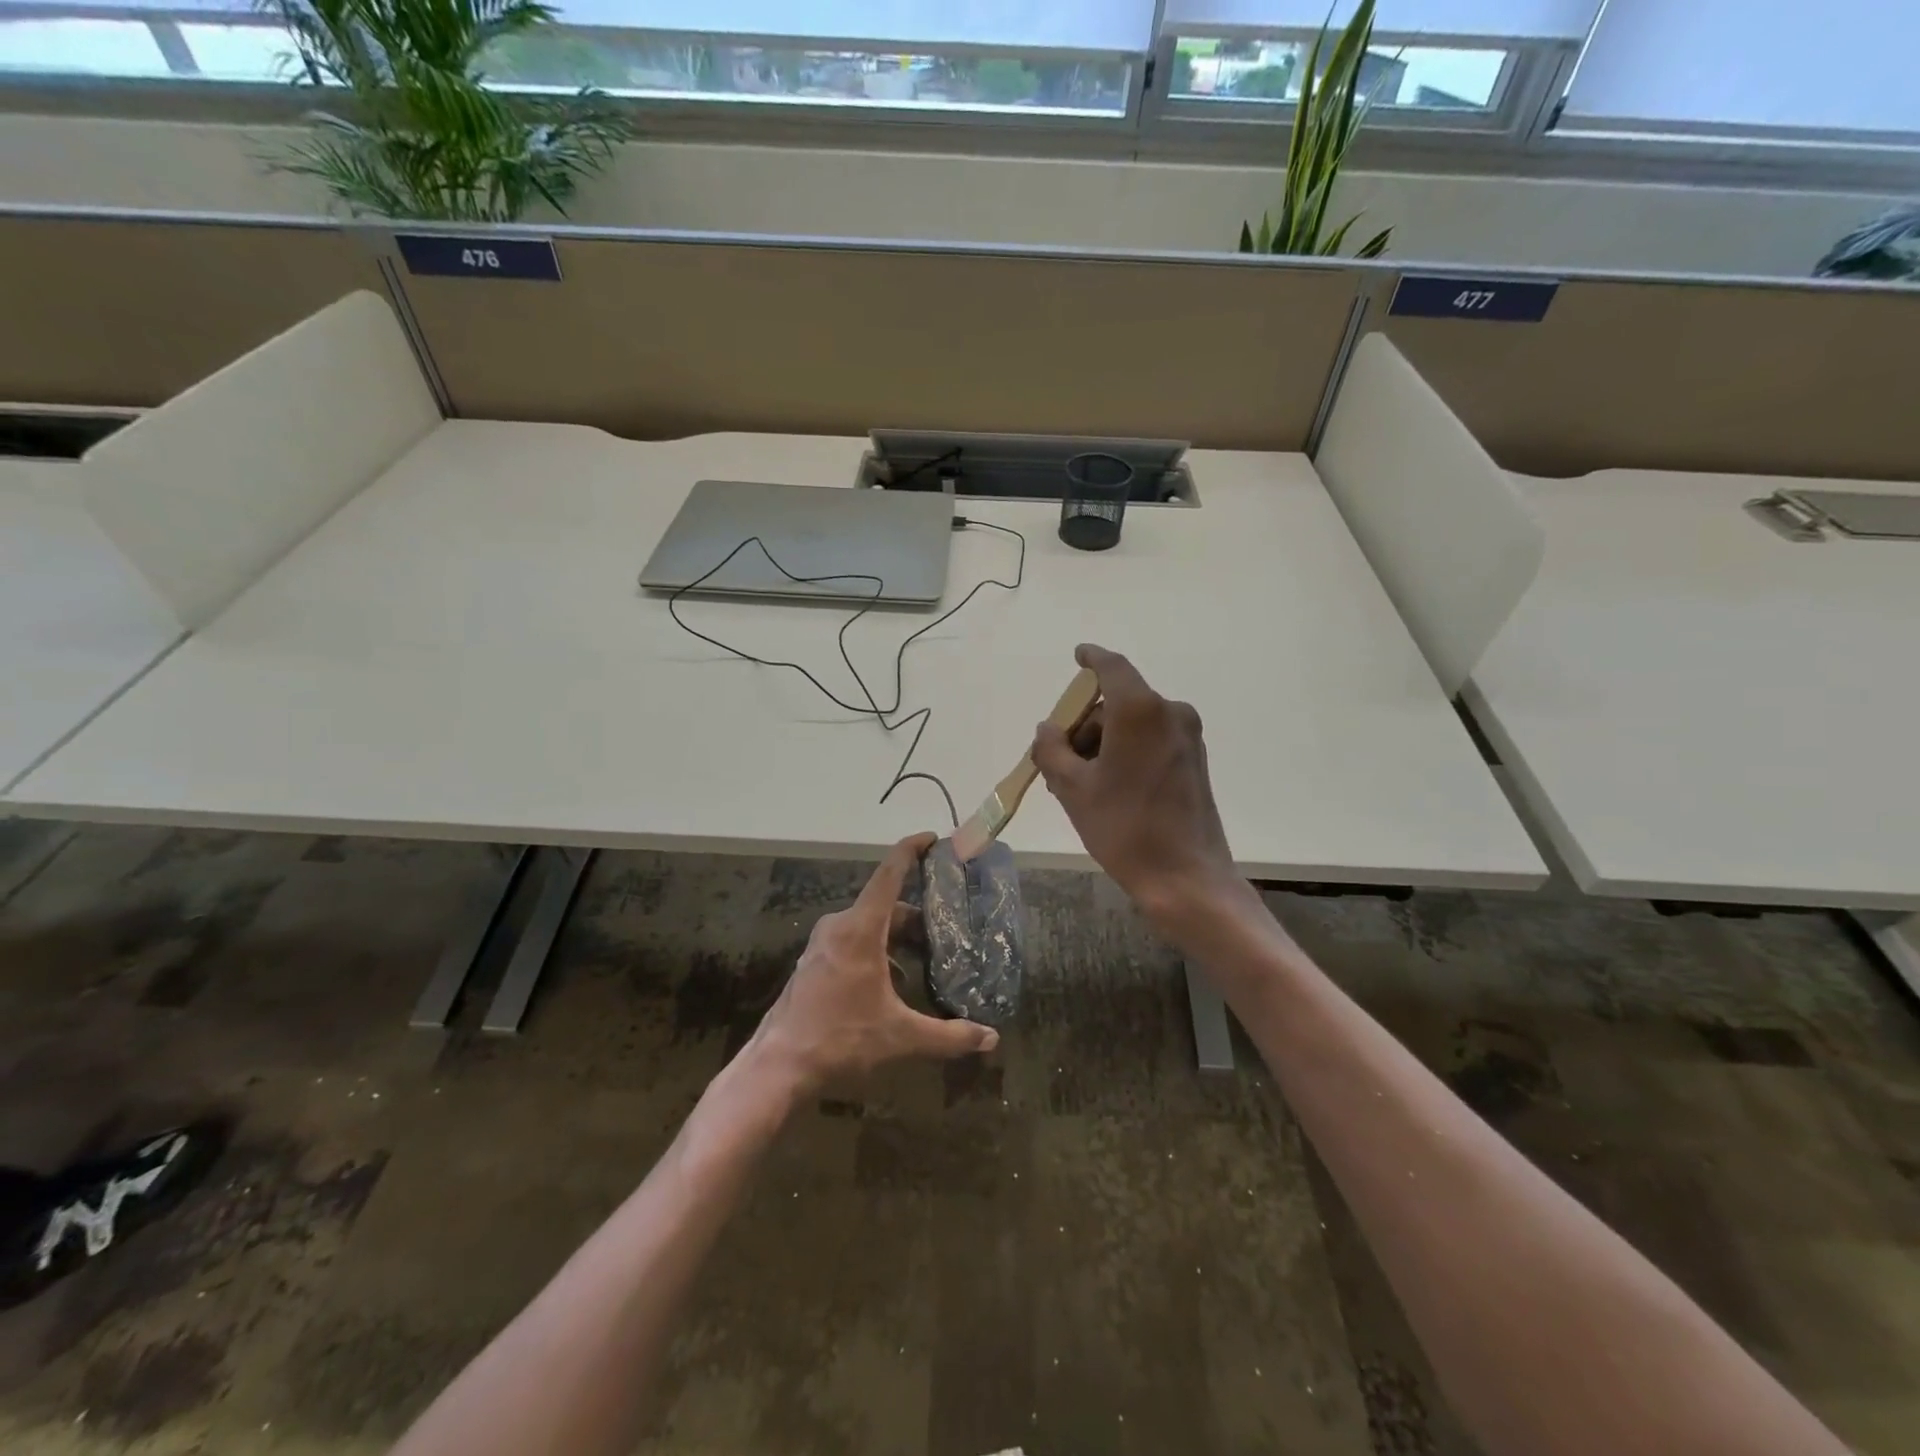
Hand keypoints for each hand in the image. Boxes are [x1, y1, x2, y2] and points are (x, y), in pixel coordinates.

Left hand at [750, 833, 998, 1092]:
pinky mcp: (814, 963)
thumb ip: (949, 1036)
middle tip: (947, 926)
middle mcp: (839, 927)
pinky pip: (853, 942)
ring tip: (927, 959)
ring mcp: (822, 945)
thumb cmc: (840, 1039)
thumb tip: (990, 1038)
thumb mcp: (900, 1037)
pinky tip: (894, 984)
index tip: (932, 837)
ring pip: (869, 926)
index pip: (889, 874)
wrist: (777, 1068)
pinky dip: (878, 951)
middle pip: (885, 906)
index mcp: (860, 929)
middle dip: (917, 914)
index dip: (911, 850)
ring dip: (897, 937)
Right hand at [1030, 644, 1237, 919]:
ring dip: (1103, 742)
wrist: (1186, 877)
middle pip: (1118, 702)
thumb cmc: (1124, 827)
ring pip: (1133, 724)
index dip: (1092, 658)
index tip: (1078, 656)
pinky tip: (1107, 786)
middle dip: (1085, 723)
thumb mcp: (1073, 789)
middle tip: (1058, 759)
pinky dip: (1125, 751)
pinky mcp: (1194, 760)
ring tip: (1078, 783)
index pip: (1112, 667)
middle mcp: (1169, 713)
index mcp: (1139, 710)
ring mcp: (1186, 737)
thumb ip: (1052, 750)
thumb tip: (1048, 729)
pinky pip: (1151, 740)